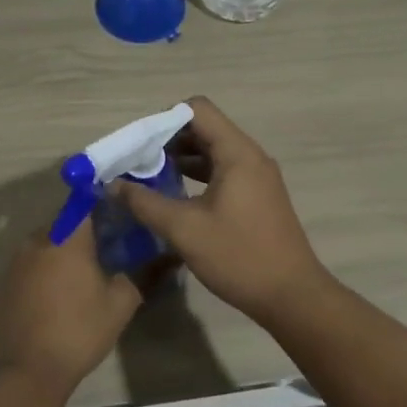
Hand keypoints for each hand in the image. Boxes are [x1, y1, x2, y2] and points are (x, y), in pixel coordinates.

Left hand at [0, 217, 140, 401]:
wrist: (25, 371)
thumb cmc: (78, 331)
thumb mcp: (120, 305)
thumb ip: (140, 275)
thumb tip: (162, 258)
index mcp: (67, 237)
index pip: (85, 202)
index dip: (102, 203)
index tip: (119, 214)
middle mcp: (38, 240)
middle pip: (64, 222)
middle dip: (85, 231)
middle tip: (107, 248)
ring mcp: (16, 261)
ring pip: (46, 243)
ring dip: (64, 251)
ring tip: (84, 273)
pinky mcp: (5, 282)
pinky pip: (31, 264)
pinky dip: (46, 270)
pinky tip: (59, 293)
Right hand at [114, 96, 331, 322]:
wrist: (292, 297)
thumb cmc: (239, 257)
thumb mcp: (185, 230)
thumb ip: (145, 203)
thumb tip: (113, 184)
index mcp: (237, 153)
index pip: (197, 109)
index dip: (164, 120)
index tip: (139, 145)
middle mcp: (250, 156)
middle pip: (204, 128)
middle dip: (167, 140)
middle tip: (137, 163)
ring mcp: (256, 176)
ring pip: (212, 151)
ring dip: (181, 159)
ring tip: (149, 180)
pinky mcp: (257, 196)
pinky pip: (222, 171)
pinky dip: (197, 175)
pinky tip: (175, 197)